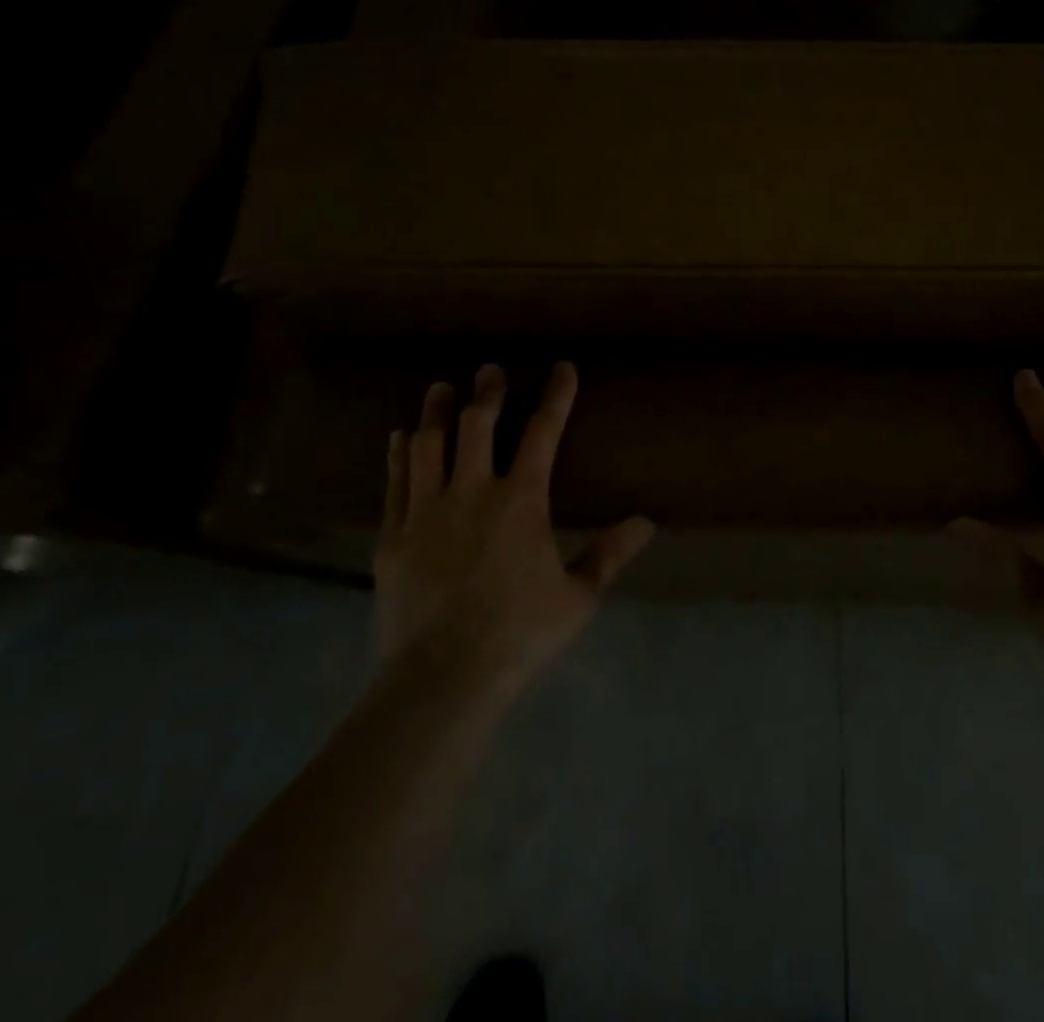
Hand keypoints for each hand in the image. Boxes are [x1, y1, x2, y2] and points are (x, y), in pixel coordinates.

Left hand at [378, 362, 654, 692]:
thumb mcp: (578, 596)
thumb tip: (649, 521)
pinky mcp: (394, 537)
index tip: (562, 367)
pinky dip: (399, 454)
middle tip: (490, 369)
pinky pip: (396, 482)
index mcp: (521, 500)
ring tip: (441, 388)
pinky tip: (400, 438)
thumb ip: (610, 553)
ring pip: (429, 445)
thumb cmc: (519, 632)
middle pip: (479, 425)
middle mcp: (472, 492)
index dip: (556, 395)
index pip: (543, 432)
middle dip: (488, 391)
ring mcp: (426, 512)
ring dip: (437, 412)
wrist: (443, 676)